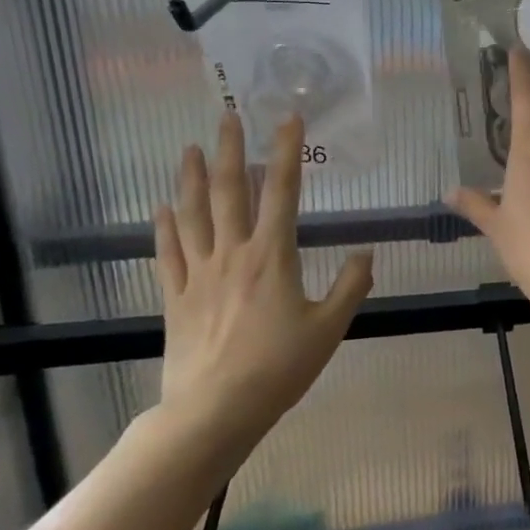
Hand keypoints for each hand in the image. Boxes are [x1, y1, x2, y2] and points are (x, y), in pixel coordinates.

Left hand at [153, 111, 372, 472]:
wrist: (214, 412)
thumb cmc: (279, 368)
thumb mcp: (329, 328)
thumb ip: (351, 286)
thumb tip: (366, 253)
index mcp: (273, 257)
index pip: (281, 192)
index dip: (285, 152)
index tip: (288, 120)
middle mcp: (233, 254)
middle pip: (229, 192)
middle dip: (229, 151)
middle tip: (228, 117)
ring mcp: (199, 274)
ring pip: (193, 215)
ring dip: (191, 178)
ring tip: (190, 148)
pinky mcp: (176, 298)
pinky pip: (168, 253)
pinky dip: (165, 227)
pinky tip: (163, 208)